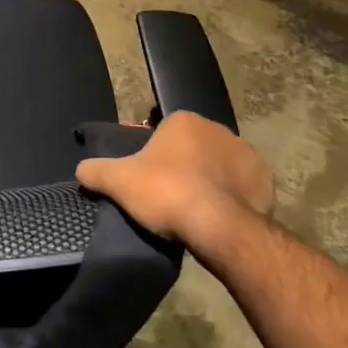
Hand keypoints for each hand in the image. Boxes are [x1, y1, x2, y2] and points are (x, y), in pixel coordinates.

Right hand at [76, 110, 274, 251]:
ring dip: (212, 180)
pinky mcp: (266, 180)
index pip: (166, 131)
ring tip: (197, 209)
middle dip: (186, 165)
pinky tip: (222, 216)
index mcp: (184, 120)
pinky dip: (235, 197)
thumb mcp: (118, 181)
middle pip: (195, 146)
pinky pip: (245, 185)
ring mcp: (246, 153)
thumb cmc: (165, 192)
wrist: (217, 226)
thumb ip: (95, 171)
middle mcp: (218, 128)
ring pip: (221, 164)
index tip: (151, 178)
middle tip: (171, 195)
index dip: (156, 155)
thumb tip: (81, 169)